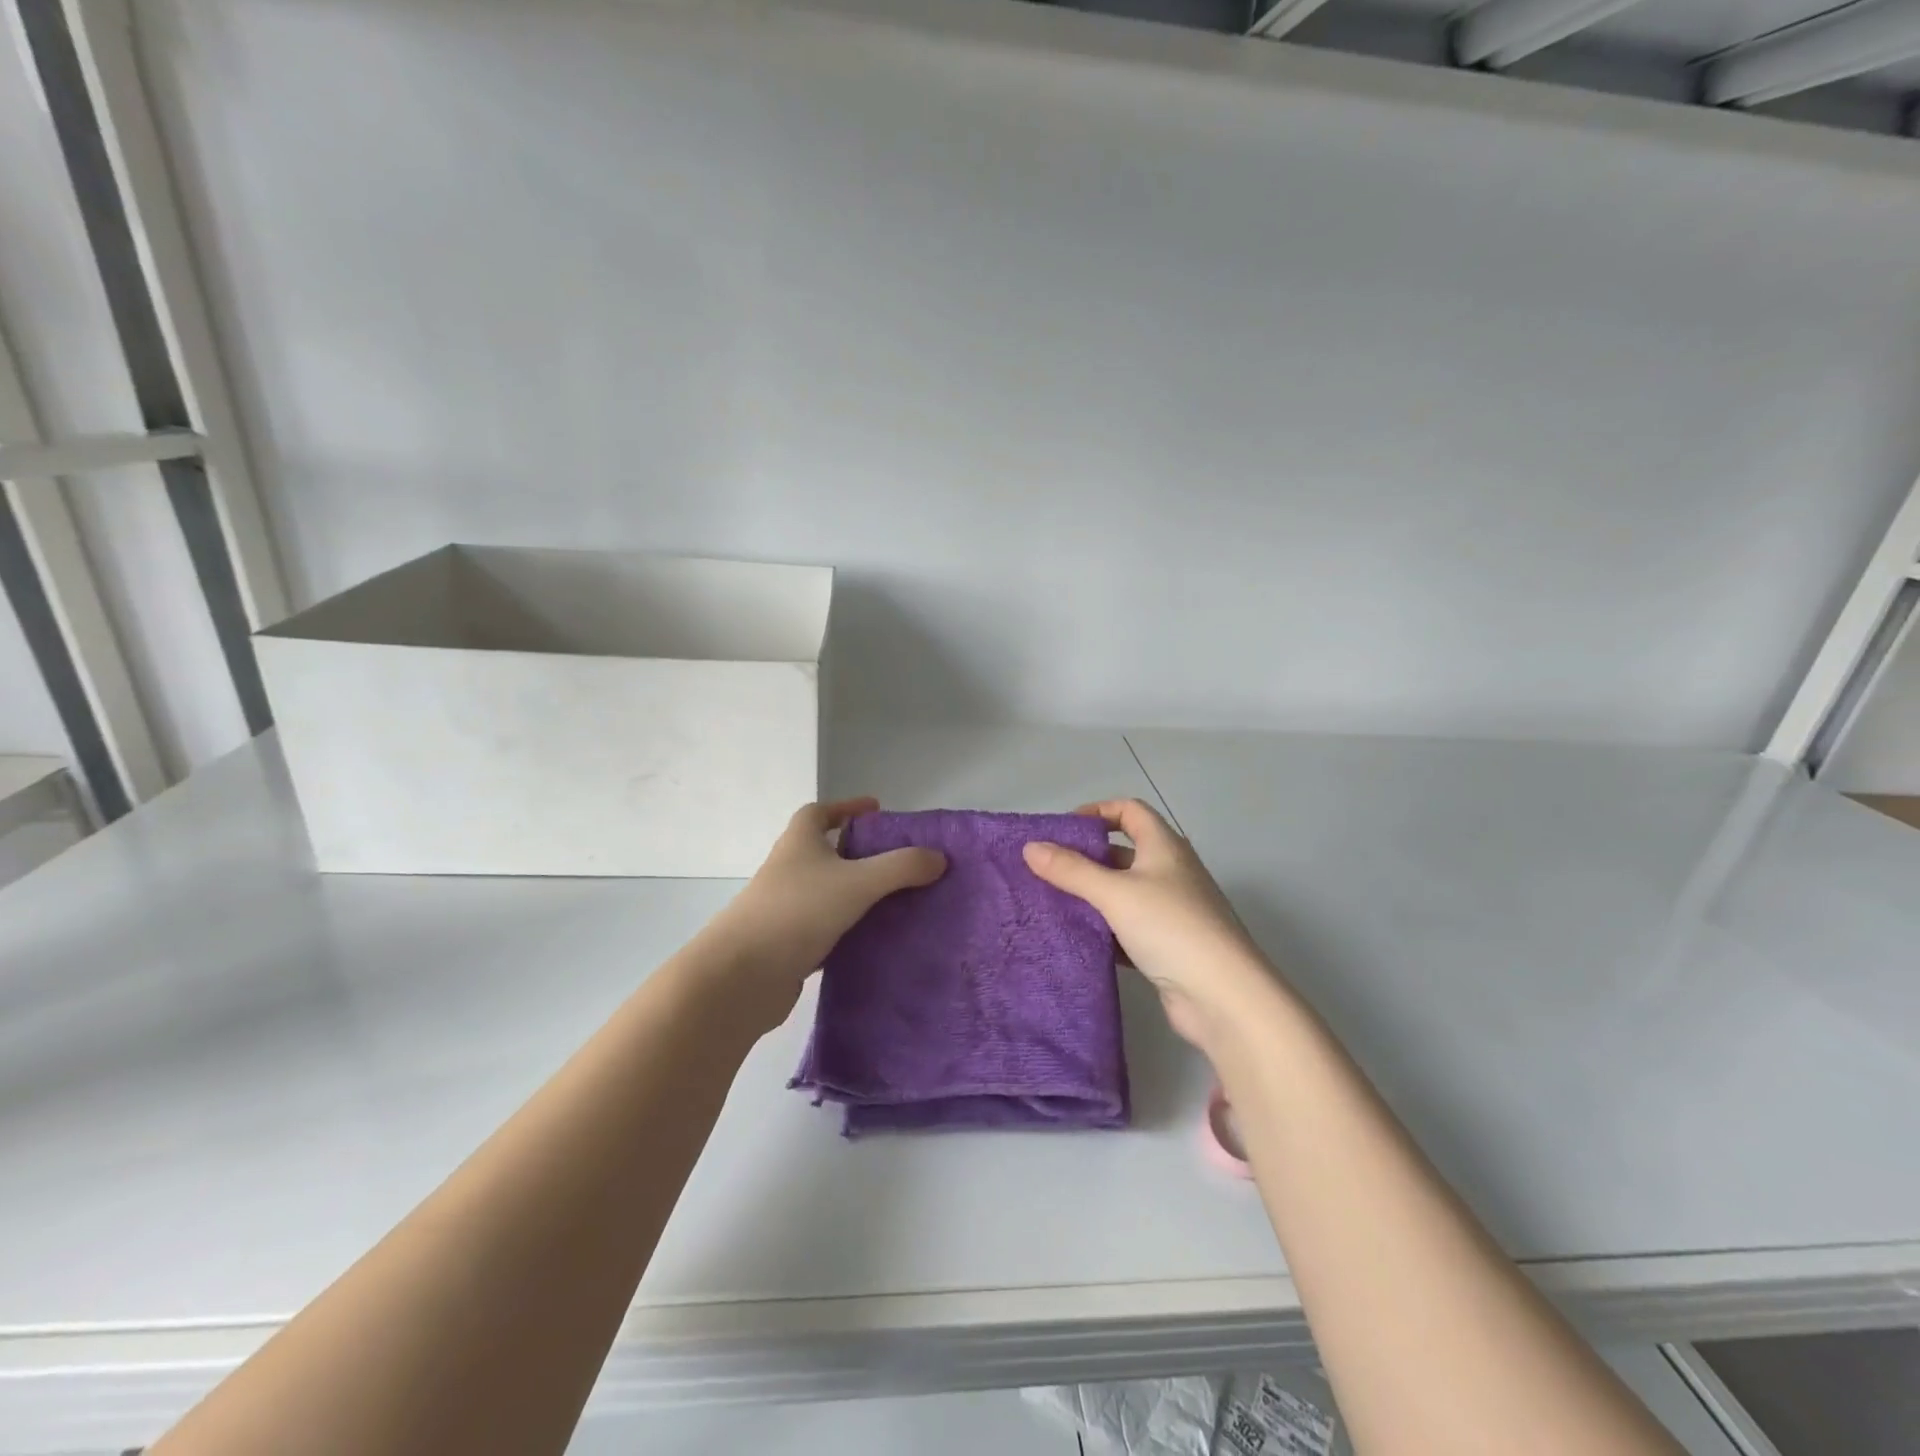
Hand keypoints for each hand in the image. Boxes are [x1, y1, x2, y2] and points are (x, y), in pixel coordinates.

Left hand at [711, 798, 945, 1021]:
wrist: (742, 976)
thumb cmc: (797, 911)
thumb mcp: (858, 882)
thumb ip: (901, 867)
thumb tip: (940, 857)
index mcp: (799, 842)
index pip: (819, 812)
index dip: (846, 807)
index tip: (876, 811)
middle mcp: (789, 869)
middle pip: (825, 852)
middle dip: (858, 852)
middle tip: (897, 860)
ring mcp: (785, 908)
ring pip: (827, 892)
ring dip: (855, 893)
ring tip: (896, 900)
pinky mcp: (787, 944)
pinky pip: (825, 928)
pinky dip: (848, 929)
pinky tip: (875, 940)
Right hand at [1023, 799, 1277, 1050]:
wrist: (1223, 996)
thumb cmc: (1170, 927)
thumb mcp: (1114, 893)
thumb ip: (1071, 870)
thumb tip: (1030, 847)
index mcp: (1164, 847)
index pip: (1129, 811)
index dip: (1097, 812)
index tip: (1062, 830)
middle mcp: (1170, 872)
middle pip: (1122, 853)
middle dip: (1085, 858)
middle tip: (1045, 870)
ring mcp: (1171, 911)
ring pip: (1122, 893)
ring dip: (1091, 896)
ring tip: (1050, 903)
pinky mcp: (1166, 946)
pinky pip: (1127, 928)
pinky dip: (1103, 930)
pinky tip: (1076, 939)